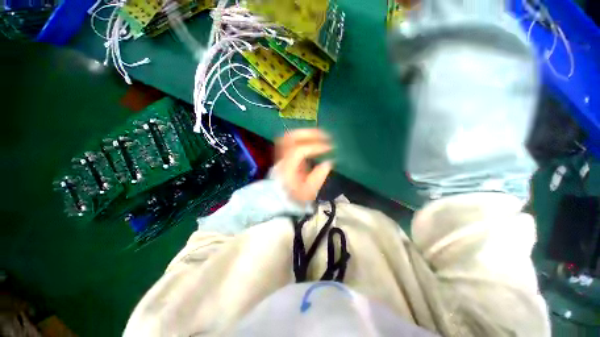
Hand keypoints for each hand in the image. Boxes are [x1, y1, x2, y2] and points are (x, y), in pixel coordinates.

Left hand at [274, 129, 333, 202]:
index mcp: (287, 168)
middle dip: (310, 133)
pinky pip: (290, 139)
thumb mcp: (308, 191)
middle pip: (290, 137)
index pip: (299, 150)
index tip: (329, 148)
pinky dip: (302, 137)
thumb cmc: (294, 196)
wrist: (279, 198)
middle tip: (325, 135)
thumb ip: (318, 176)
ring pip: (289, 136)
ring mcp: (281, 154)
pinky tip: (312, 139)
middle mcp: (282, 158)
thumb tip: (328, 162)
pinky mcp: (283, 153)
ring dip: (305, 133)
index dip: (315, 147)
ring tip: (320, 135)